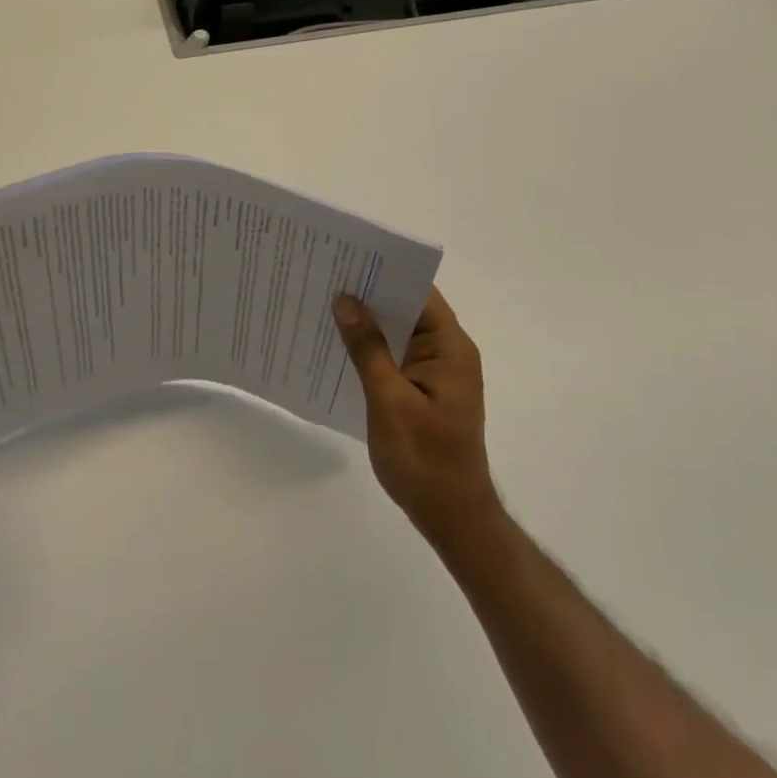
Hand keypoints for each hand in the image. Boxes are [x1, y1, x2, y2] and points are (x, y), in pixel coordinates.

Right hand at [334, 286, 499, 541]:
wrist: (452, 517)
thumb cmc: (424, 459)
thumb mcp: (389, 400)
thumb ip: (368, 348)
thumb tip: (346, 300)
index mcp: (450, 348)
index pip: (420, 292)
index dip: (385, 273)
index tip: (347, 260)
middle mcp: (449, 352)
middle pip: (409, 308)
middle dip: (370, 295)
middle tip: (325, 278)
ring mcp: (438, 372)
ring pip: (400, 332)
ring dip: (369, 322)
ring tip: (324, 305)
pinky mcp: (426, 390)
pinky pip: (397, 355)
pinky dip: (373, 348)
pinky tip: (339, 346)